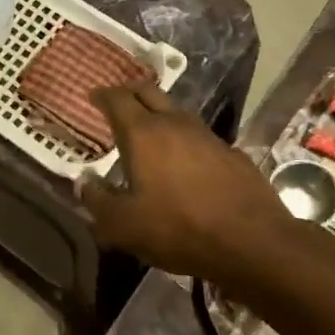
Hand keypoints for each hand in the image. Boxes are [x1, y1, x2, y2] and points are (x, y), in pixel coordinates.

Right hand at [78, 83, 292, 281]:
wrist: (252, 242)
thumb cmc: (178, 228)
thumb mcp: (123, 225)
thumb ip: (97, 201)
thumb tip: (82, 184)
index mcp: (143, 134)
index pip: (117, 99)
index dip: (102, 95)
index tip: (92, 96)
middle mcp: (175, 124)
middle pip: (149, 92)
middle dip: (129, 93)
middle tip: (117, 103)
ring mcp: (208, 136)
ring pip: (176, 112)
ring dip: (158, 115)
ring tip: (147, 132)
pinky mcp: (232, 154)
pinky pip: (199, 137)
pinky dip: (183, 140)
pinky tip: (183, 162)